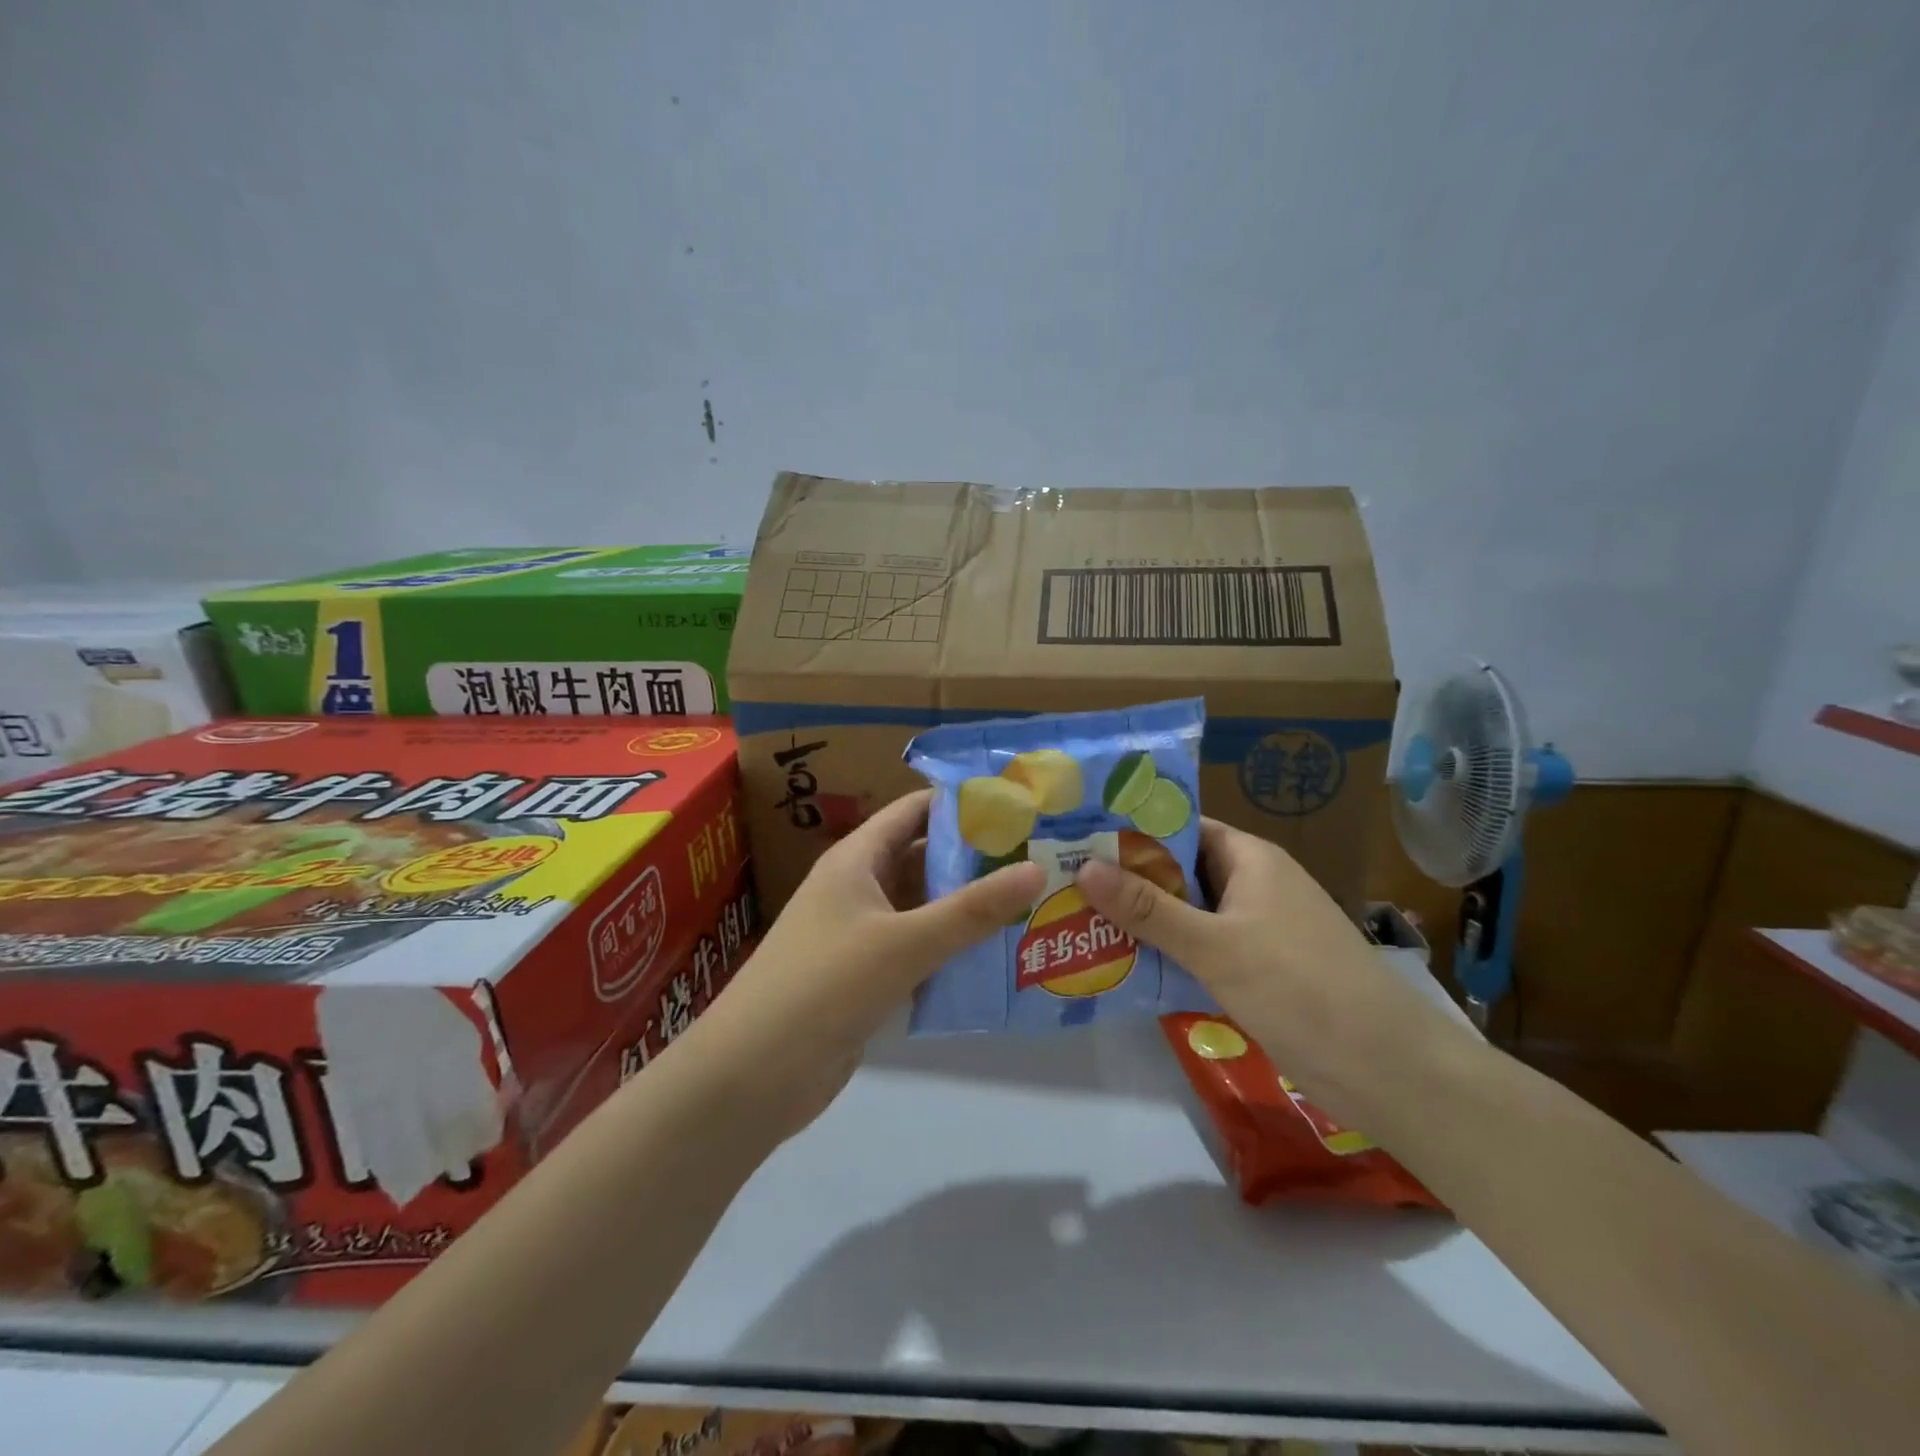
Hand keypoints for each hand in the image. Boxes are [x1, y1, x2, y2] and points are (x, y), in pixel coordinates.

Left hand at [683, 790, 1044, 1140]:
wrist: (752, 1076)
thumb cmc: (825, 986)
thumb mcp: (905, 942)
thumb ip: (973, 910)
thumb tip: (1038, 868)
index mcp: (856, 859)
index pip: (913, 811)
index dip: (961, 803)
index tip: (1018, 805)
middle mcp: (858, 888)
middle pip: (923, 858)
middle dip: (976, 858)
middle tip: (1039, 857)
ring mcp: (860, 935)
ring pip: (923, 908)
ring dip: (968, 907)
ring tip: (1032, 902)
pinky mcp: (866, 977)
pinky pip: (917, 950)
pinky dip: (951, 949)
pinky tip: (997, 957)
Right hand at [1074, 818, 1474, 1124]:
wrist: (1386, 1069)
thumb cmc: (1298, 987)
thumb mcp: (1215, 945)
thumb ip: (1148, 909)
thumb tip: (1084, 868)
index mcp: (1250, 859)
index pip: (1182, 827)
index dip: (1132, 830)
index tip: (1079, 838)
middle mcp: (1253, 885)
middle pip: (1180, 871)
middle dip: (1128, 879)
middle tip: (1065, 884)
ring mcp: (1258, 929)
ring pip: (1189, 913)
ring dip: (1145, 920)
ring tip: (1079, 922)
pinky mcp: (1259, 970)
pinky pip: (1202, 949)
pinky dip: (1169, 953)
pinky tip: (1125, 965)